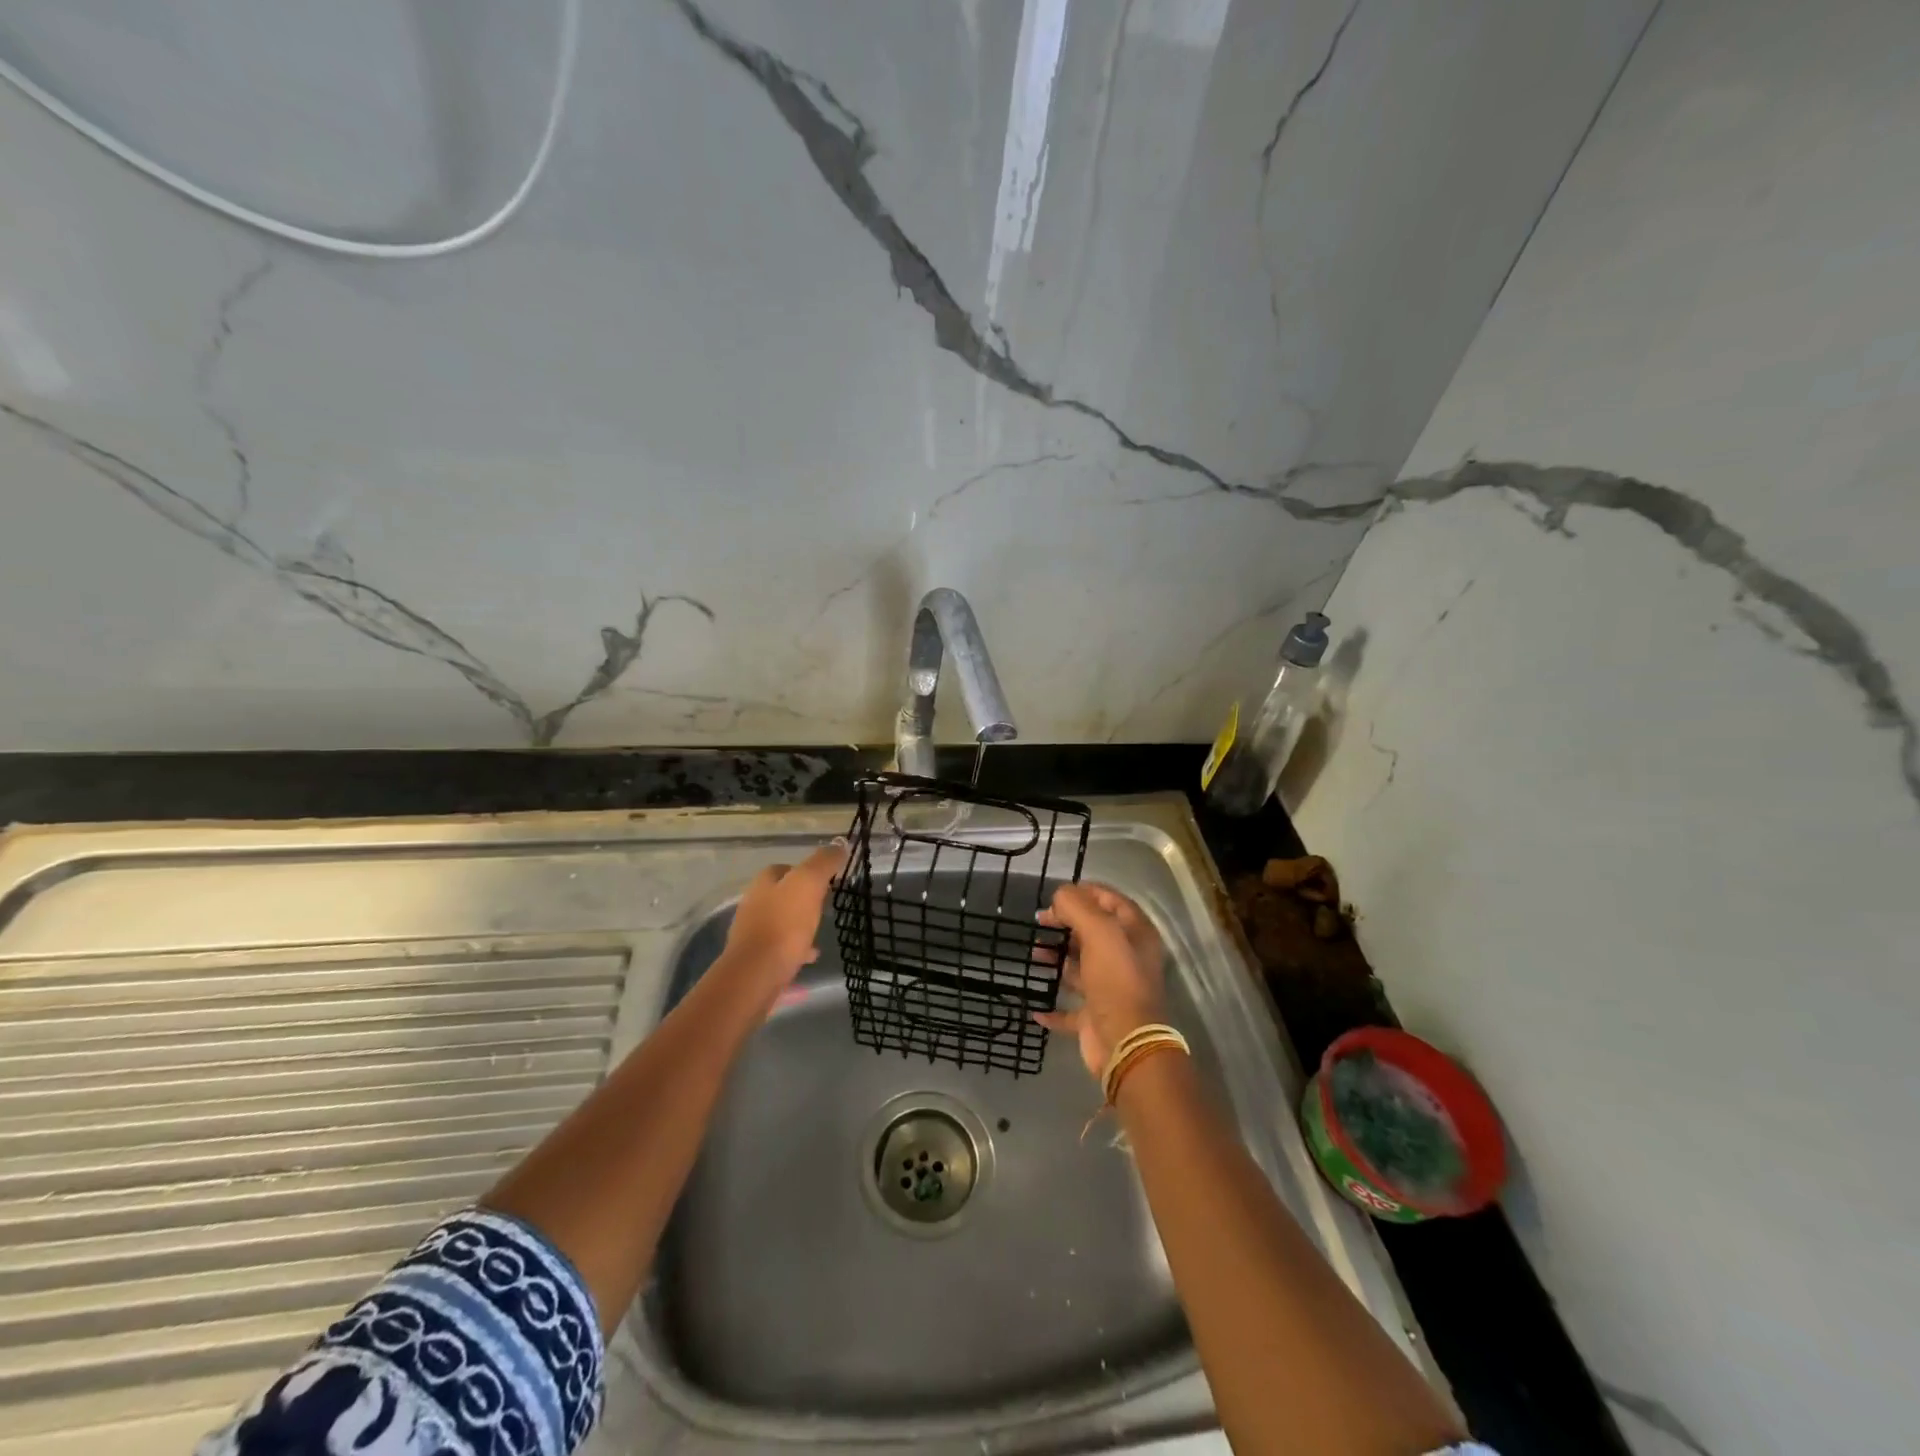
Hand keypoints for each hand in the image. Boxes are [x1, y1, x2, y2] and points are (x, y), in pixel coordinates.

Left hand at [720, 841, 846, 993]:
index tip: (828, 881)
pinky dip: (797, 949)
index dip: (807, 871)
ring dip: (799, 924)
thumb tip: (840, 843)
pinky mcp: (757, 959)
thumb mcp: (809, 883)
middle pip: (783, 895)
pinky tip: (811, 956)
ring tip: (820, 931)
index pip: (786, 868)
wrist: (756, 974)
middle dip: (803, 899)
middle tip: (826, 905)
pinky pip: (781, 949)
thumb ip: (824, 862)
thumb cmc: (784, 924)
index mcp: (764, 882)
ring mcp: (753, 933)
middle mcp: (754, 904)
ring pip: (782, 922)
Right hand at [1033, 883, 1167, 1077]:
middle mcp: (1126, 959)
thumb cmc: (1115, 980)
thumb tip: (1059, 897)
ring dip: (1057, 958)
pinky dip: (1052, 1007)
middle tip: (1041, 920)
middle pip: (1094, 932)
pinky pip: (1070, 1008)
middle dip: (1066, 923)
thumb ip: (1077, 906)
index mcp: (1135, 935)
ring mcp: (1110, 989)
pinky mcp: (1095, 1017)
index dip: (1086, 892)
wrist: (1125, 1043)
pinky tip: (1035, 1005)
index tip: (1057, 894)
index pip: (1111, 900)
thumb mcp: (1099, 931)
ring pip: (1080, 967)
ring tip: (1034, 952)